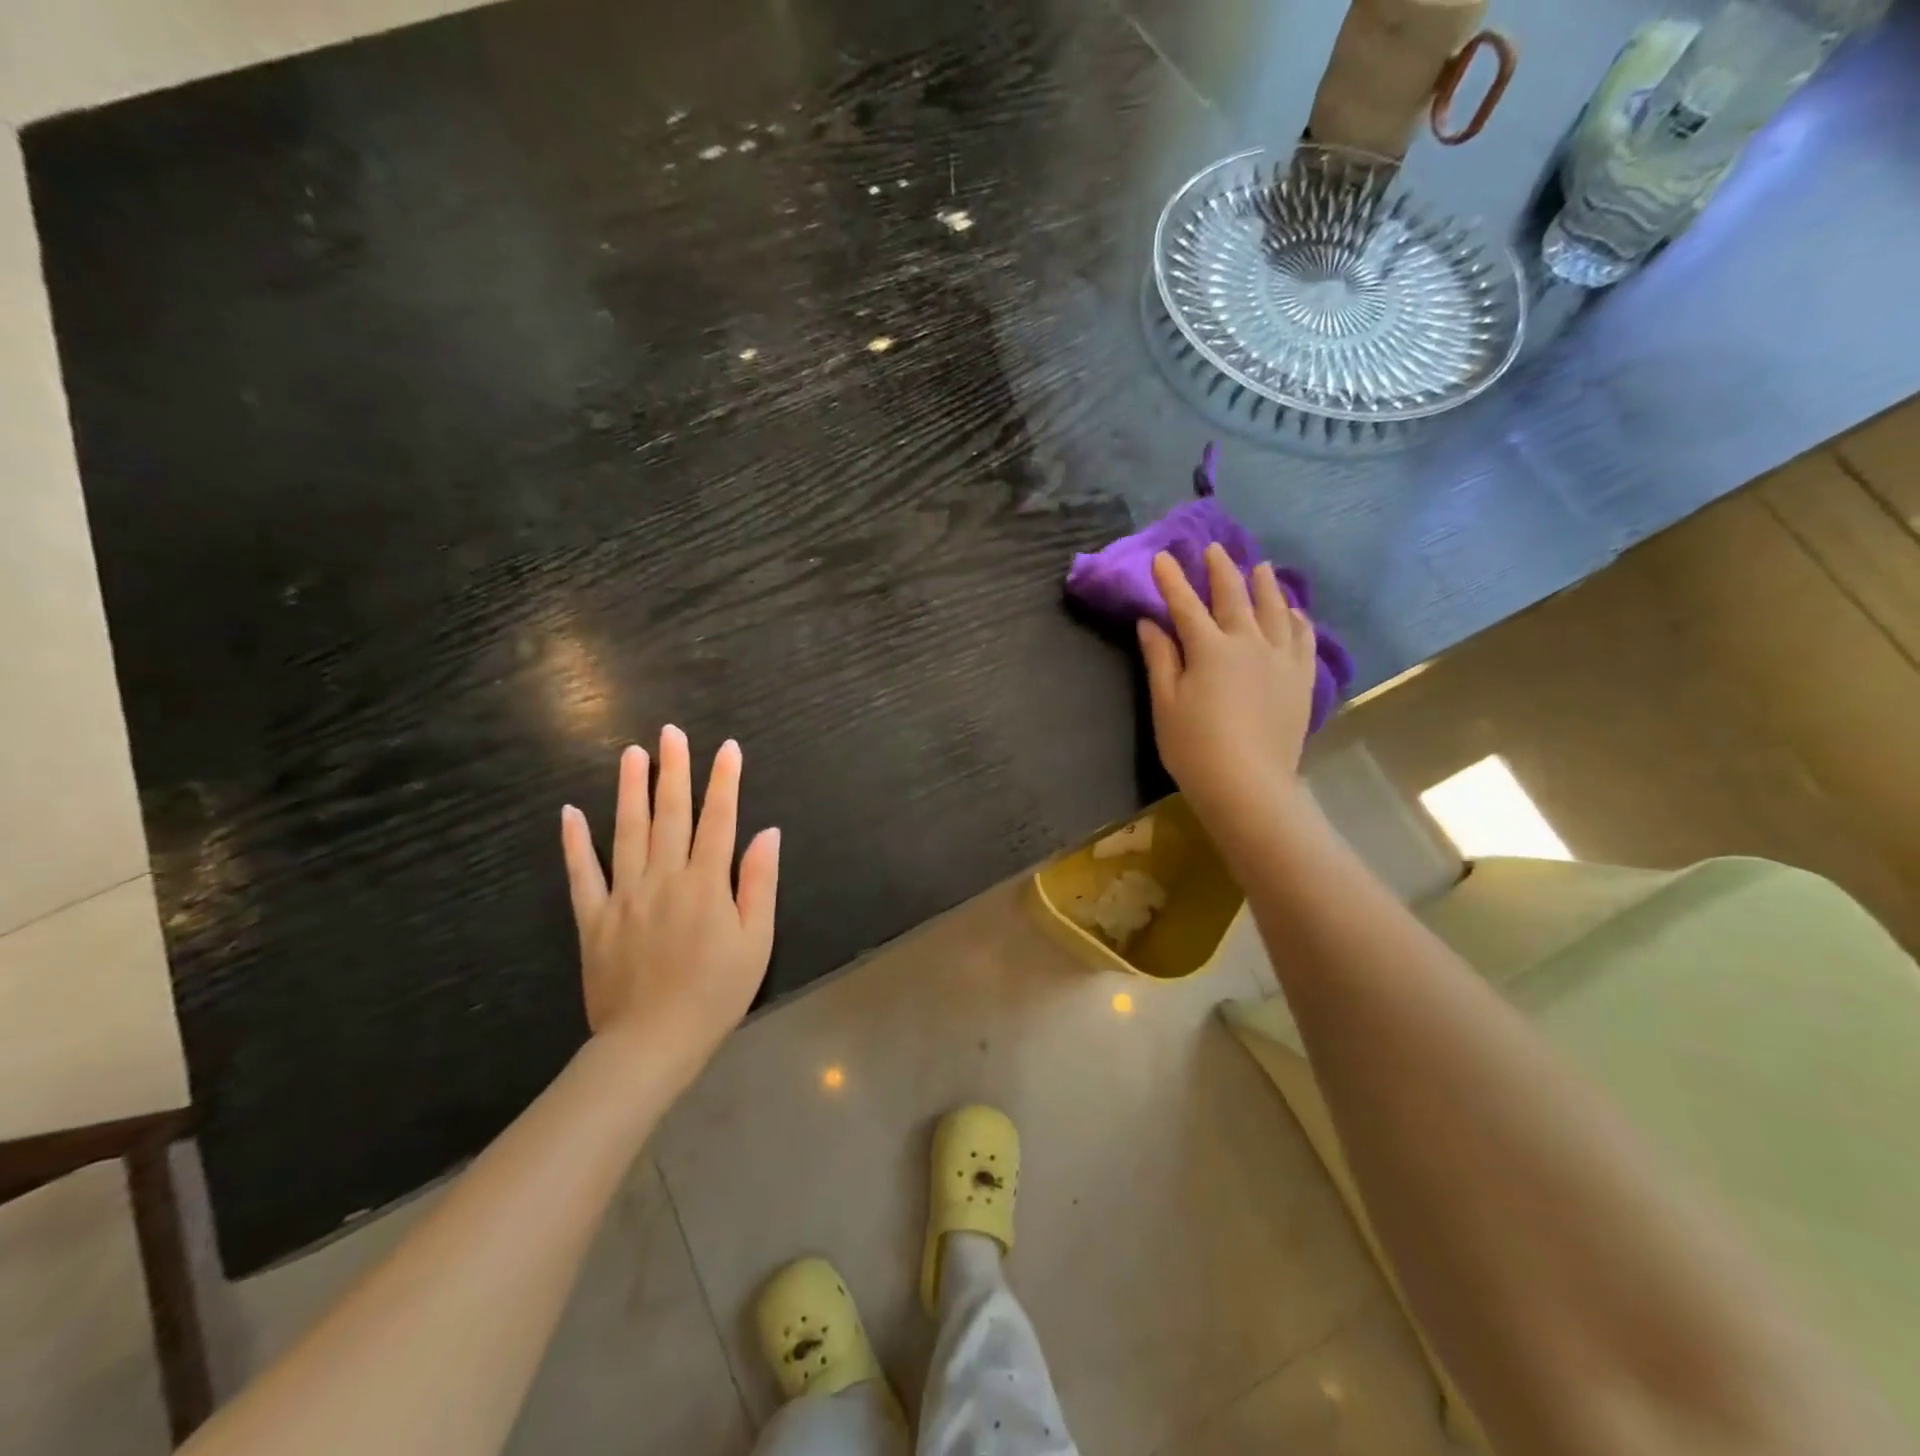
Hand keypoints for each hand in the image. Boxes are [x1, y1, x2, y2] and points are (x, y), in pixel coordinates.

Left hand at [559, 726, 780, 1091]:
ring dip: (630, 790)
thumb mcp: (756, 942)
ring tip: (632, 754)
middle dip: (674, 770)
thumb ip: (759, 884)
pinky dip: (574, 843)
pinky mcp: (593, 919)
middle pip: (670, 814)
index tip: (728, 748)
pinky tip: (569, 813)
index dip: (725, 781)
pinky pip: (581, 874)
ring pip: (626, 832)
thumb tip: (767, 833)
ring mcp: (624, 896)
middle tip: (671, 732)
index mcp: (706, 884)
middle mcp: (664, 878)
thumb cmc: (716, 993)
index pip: (719, 820)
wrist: (651, 1044)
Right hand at [1138, 545, 1317, 841]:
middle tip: (1214, 549)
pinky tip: (1294, 610)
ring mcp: (1281, 658)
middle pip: (1234, 596)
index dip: (1172, 580)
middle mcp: (1249, 642)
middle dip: (1220, 570)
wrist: (1249, 784)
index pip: (1186, 604)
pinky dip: (1298, 618)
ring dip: (1264, 585)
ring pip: (1275, 609)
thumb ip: (1160, 658)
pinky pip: (1304, 637)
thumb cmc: (1195, 747)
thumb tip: (1150, 621)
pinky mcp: (1301, 678)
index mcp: (1210, 649)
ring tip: (1260, 566)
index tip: (1162, 557)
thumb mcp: (1165, 704)